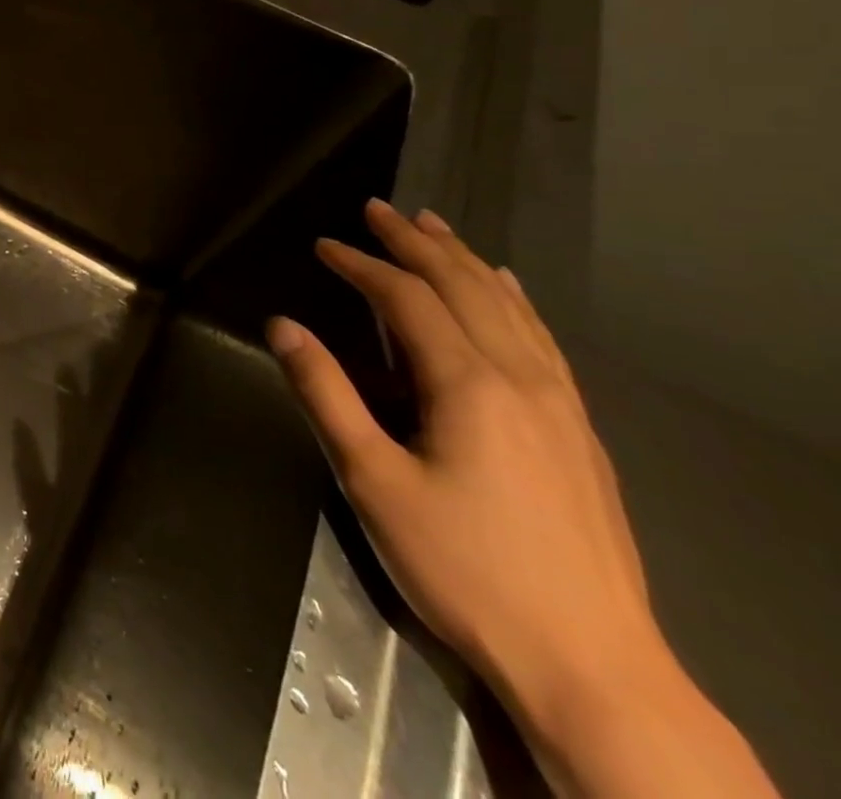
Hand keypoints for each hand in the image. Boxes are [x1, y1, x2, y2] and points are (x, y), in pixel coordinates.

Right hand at [268, 199, 660, 737]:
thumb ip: (324, 393)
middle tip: (379, 209)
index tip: (323, 244)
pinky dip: (513, 300)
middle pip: (464, 287)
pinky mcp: (579, 432)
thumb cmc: (464, 568)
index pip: (406, 299)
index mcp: (469, 385)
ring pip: (509, 307)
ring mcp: (560, 404)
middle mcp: (521, 378)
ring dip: (465, 260)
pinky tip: (507, 289)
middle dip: (416, 244)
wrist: (593, 666)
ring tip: (434, 227)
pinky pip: (541, 339)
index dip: (362, 265)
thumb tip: (282, 325)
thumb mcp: (371, 481)